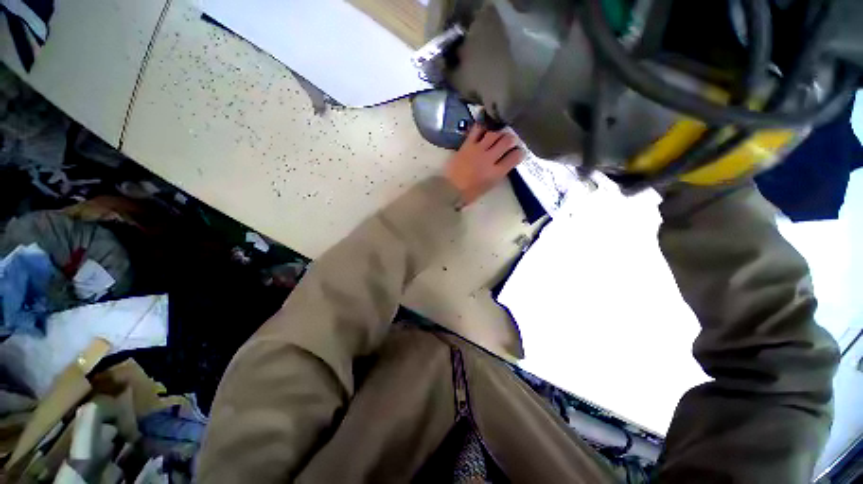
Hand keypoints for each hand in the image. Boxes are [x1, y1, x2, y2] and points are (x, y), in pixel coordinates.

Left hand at [445, 124, 525, 205]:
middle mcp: (490, 158)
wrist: (450, 189)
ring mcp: (478, 150)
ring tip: (498, 135)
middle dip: (511, 139)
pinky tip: (484, 128)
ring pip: (494, 134)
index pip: (515, 157)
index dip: (519, 153)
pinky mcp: (467, 145)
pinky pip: (477, 130)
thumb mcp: (488, 186)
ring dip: (499, 133)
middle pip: (507, 141)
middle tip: (510, 141)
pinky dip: (482, 127)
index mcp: (496, 172)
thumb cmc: (469, 193)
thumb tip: (503, 163)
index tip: (518, 152)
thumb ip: (498, 173)